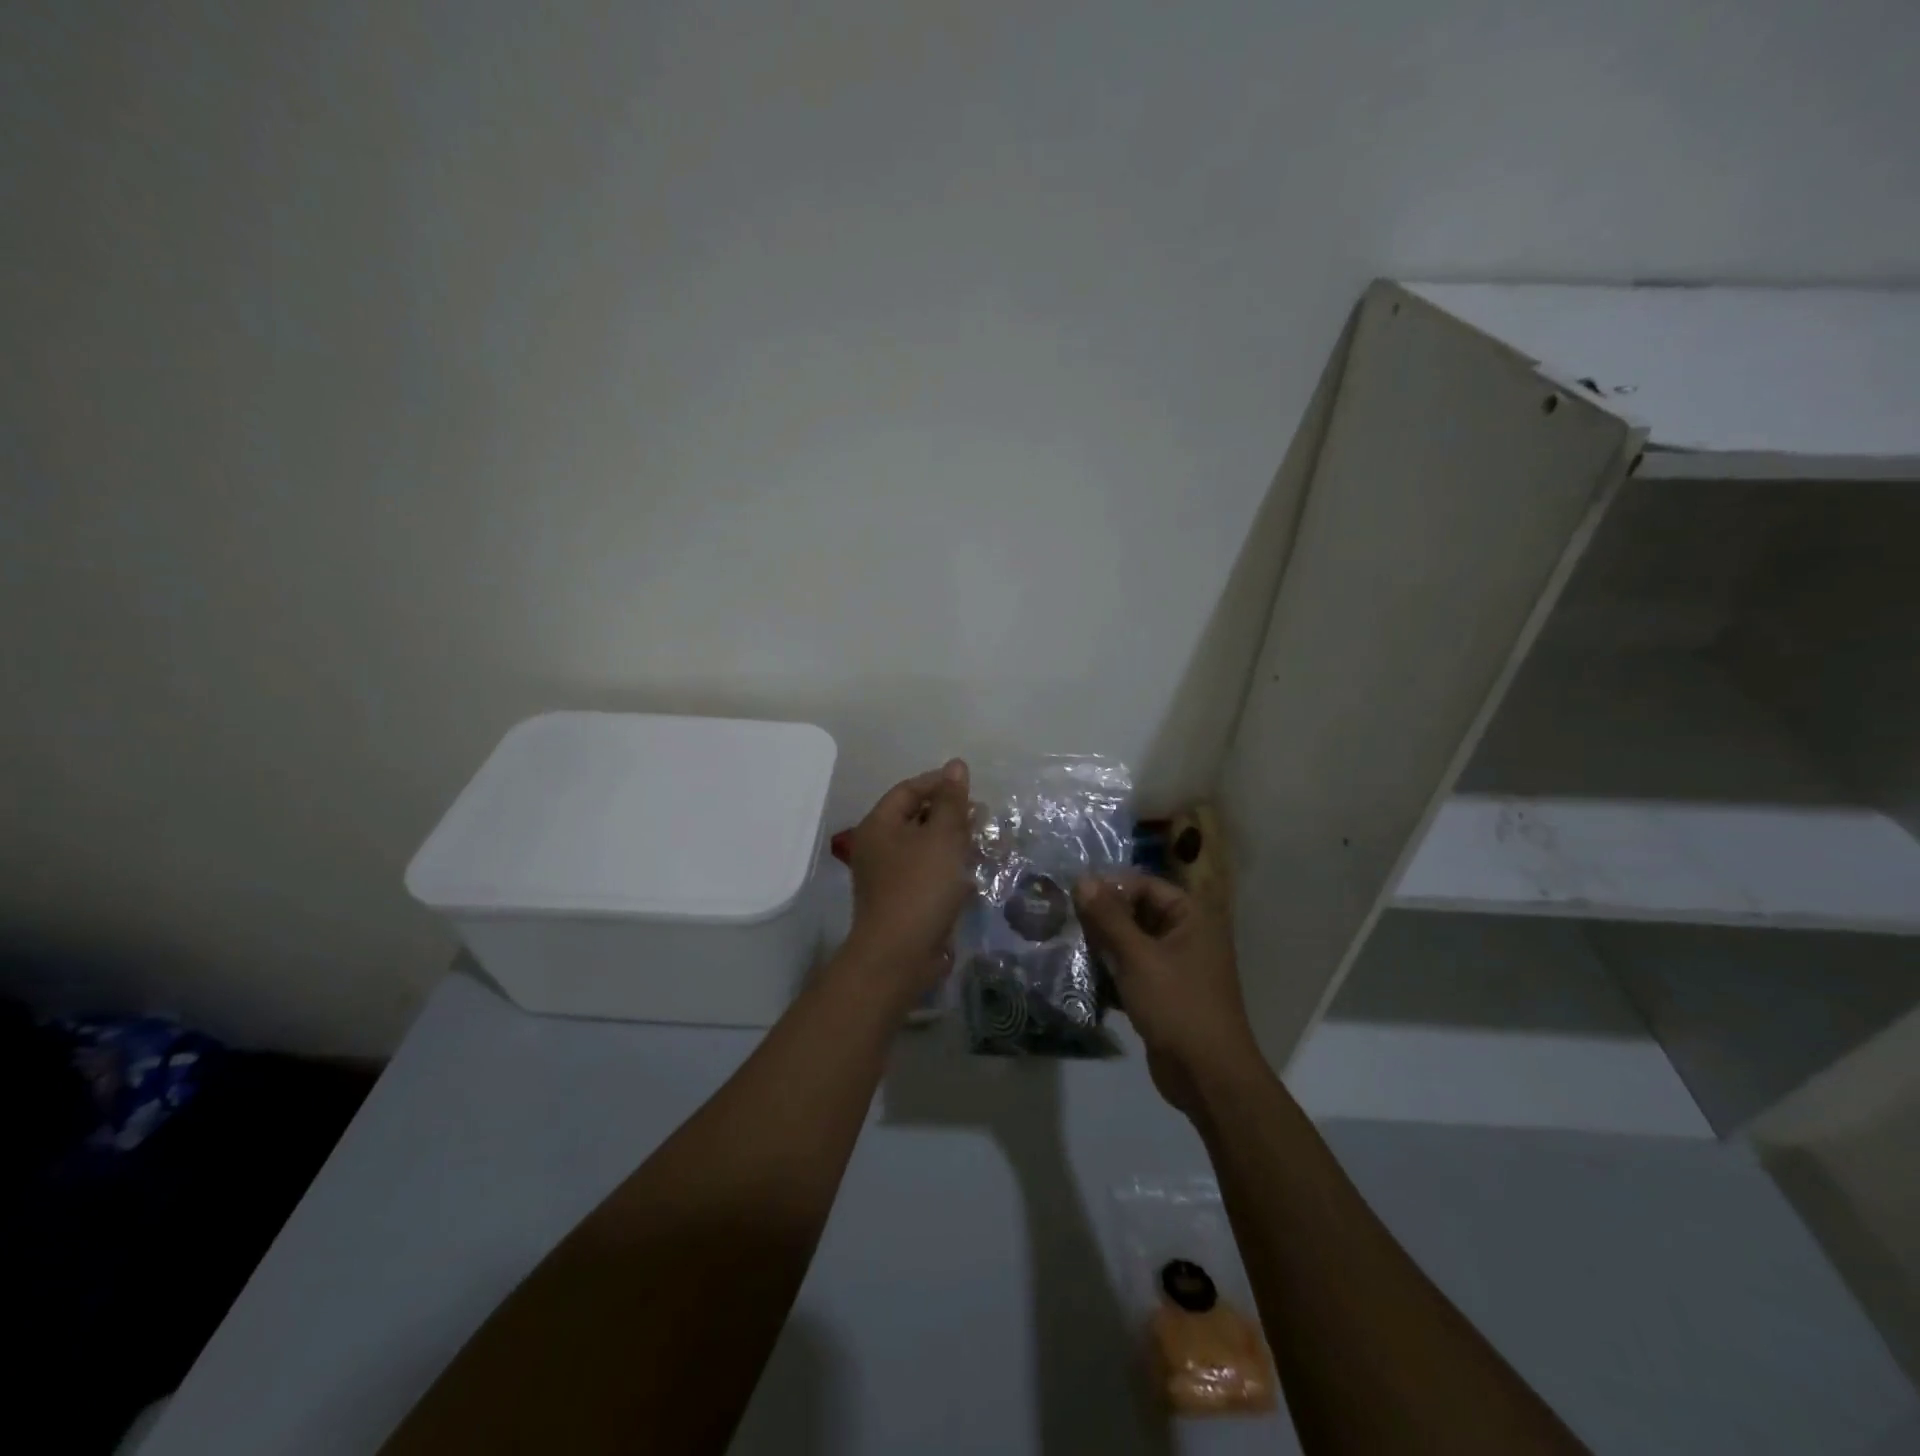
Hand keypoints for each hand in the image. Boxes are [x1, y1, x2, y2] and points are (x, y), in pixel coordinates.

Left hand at [842, 759, 972, 1004]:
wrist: (900, 955)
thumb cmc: (920, 887)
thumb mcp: (941, 836)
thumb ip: (951, 800)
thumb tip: (956, 765)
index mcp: (879, 825)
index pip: (908, 790)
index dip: (939, 783)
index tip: (970, 788)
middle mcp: (878, 847)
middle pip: (915, 818)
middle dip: (950, 814)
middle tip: (981, 816)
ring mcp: (889, 877)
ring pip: (924, 848)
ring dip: (953, 842)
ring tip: (984, 843)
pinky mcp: (903, 902)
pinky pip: (927, 874)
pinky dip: (948, 869)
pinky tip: (972, 875)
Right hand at [1073, 871, 1262, 1115]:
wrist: (1208, 1077)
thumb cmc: (1177, 1006)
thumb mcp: (1138, 957)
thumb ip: (1108, 917)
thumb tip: (1082, 879)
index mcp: (1191, 917)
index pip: (1145, 885)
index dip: (1111, 887)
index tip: (1074, 896)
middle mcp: (1187, 935)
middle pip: (1137, 912)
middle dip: (1103, 918)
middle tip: (1065, 921)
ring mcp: (1176, 966)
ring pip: (1132, 943)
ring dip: (1103, 946)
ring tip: (1069, 947)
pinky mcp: (1164, 993)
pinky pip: (1133, 970)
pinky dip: (1111, 971)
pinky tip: (1082, 977)